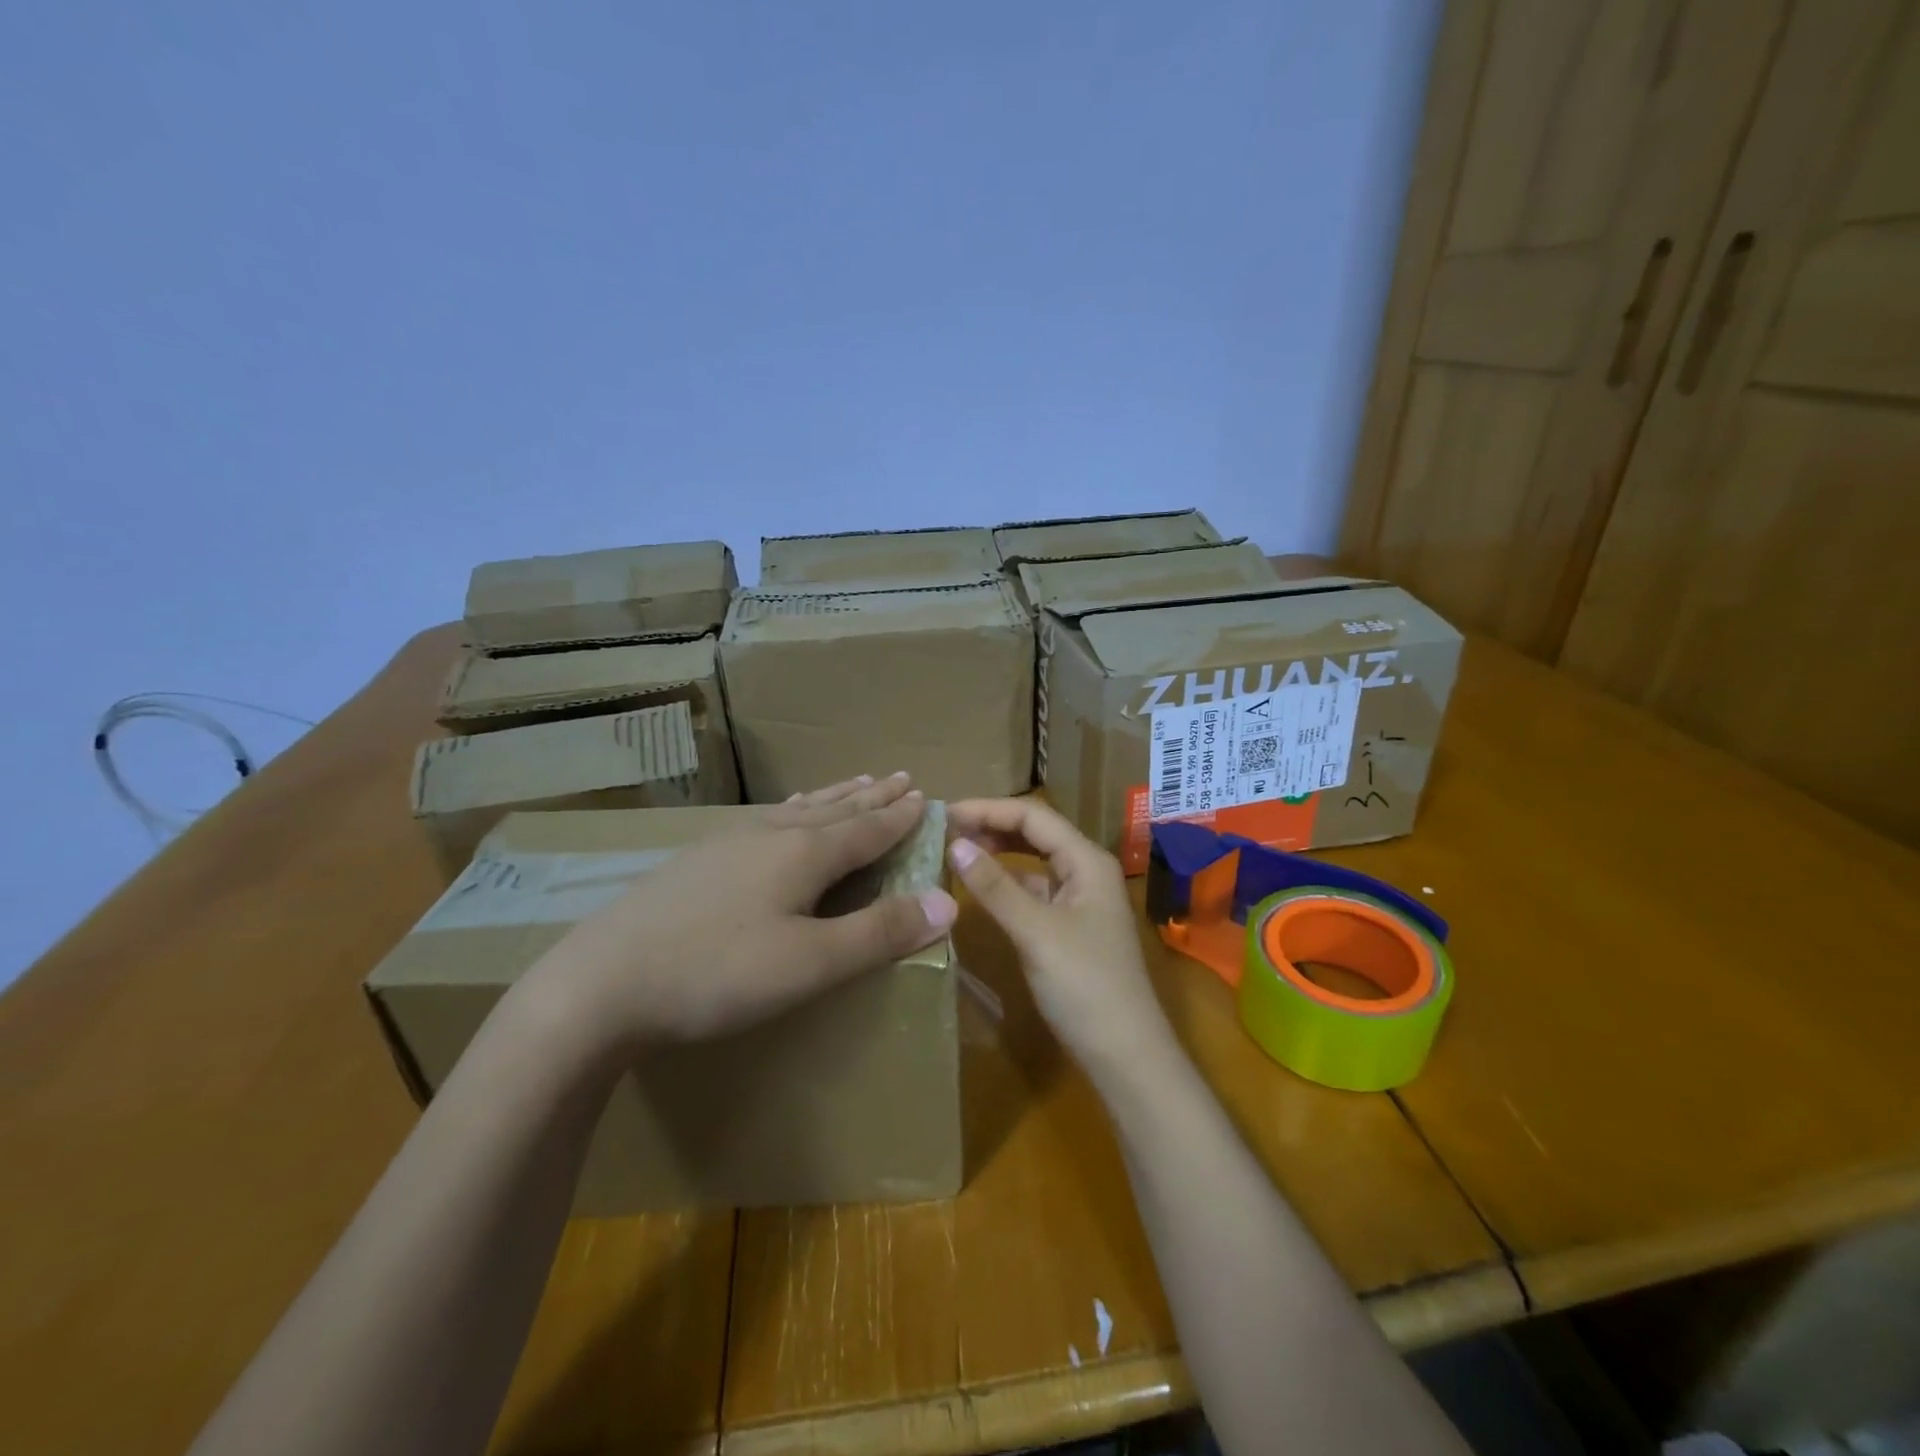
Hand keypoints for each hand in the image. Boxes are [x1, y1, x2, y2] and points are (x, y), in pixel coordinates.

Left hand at [524, 774, 957, 1057]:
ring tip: (855, 782)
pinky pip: (763, 819)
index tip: (925, 796)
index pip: (867, 828)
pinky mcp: (696, 858)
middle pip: (835, 809)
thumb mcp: (811, 963)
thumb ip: (880, 933)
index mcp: (804, 853)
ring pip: (797, 809)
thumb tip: (949, 903)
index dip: (899, 816)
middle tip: (899, 776)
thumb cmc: (718, 974)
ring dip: (833, 796)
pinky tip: (778, 815)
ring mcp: (728, 842)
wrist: (601, 982)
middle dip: (871, 796)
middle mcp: (771, 835)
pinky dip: (789, 810)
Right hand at [946, 798, 1172, 1071]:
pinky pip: (1034, 890)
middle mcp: (1086, 870)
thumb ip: (994, 886)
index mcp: (1086, 860)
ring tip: (956, 850)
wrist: (1124, 1054)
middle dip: (992, 826)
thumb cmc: (1084, 985)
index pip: (1033, 816)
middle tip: (945, 830)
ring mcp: (1079, 899)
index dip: (988, 809)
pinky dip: (1006, 883)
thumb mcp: (1035, 931)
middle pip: (1035, 833)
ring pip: (1034, 861)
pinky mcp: (1069, 926)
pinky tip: (980, 888)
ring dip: (998, 852)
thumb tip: (954, 844)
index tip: (945, 813)